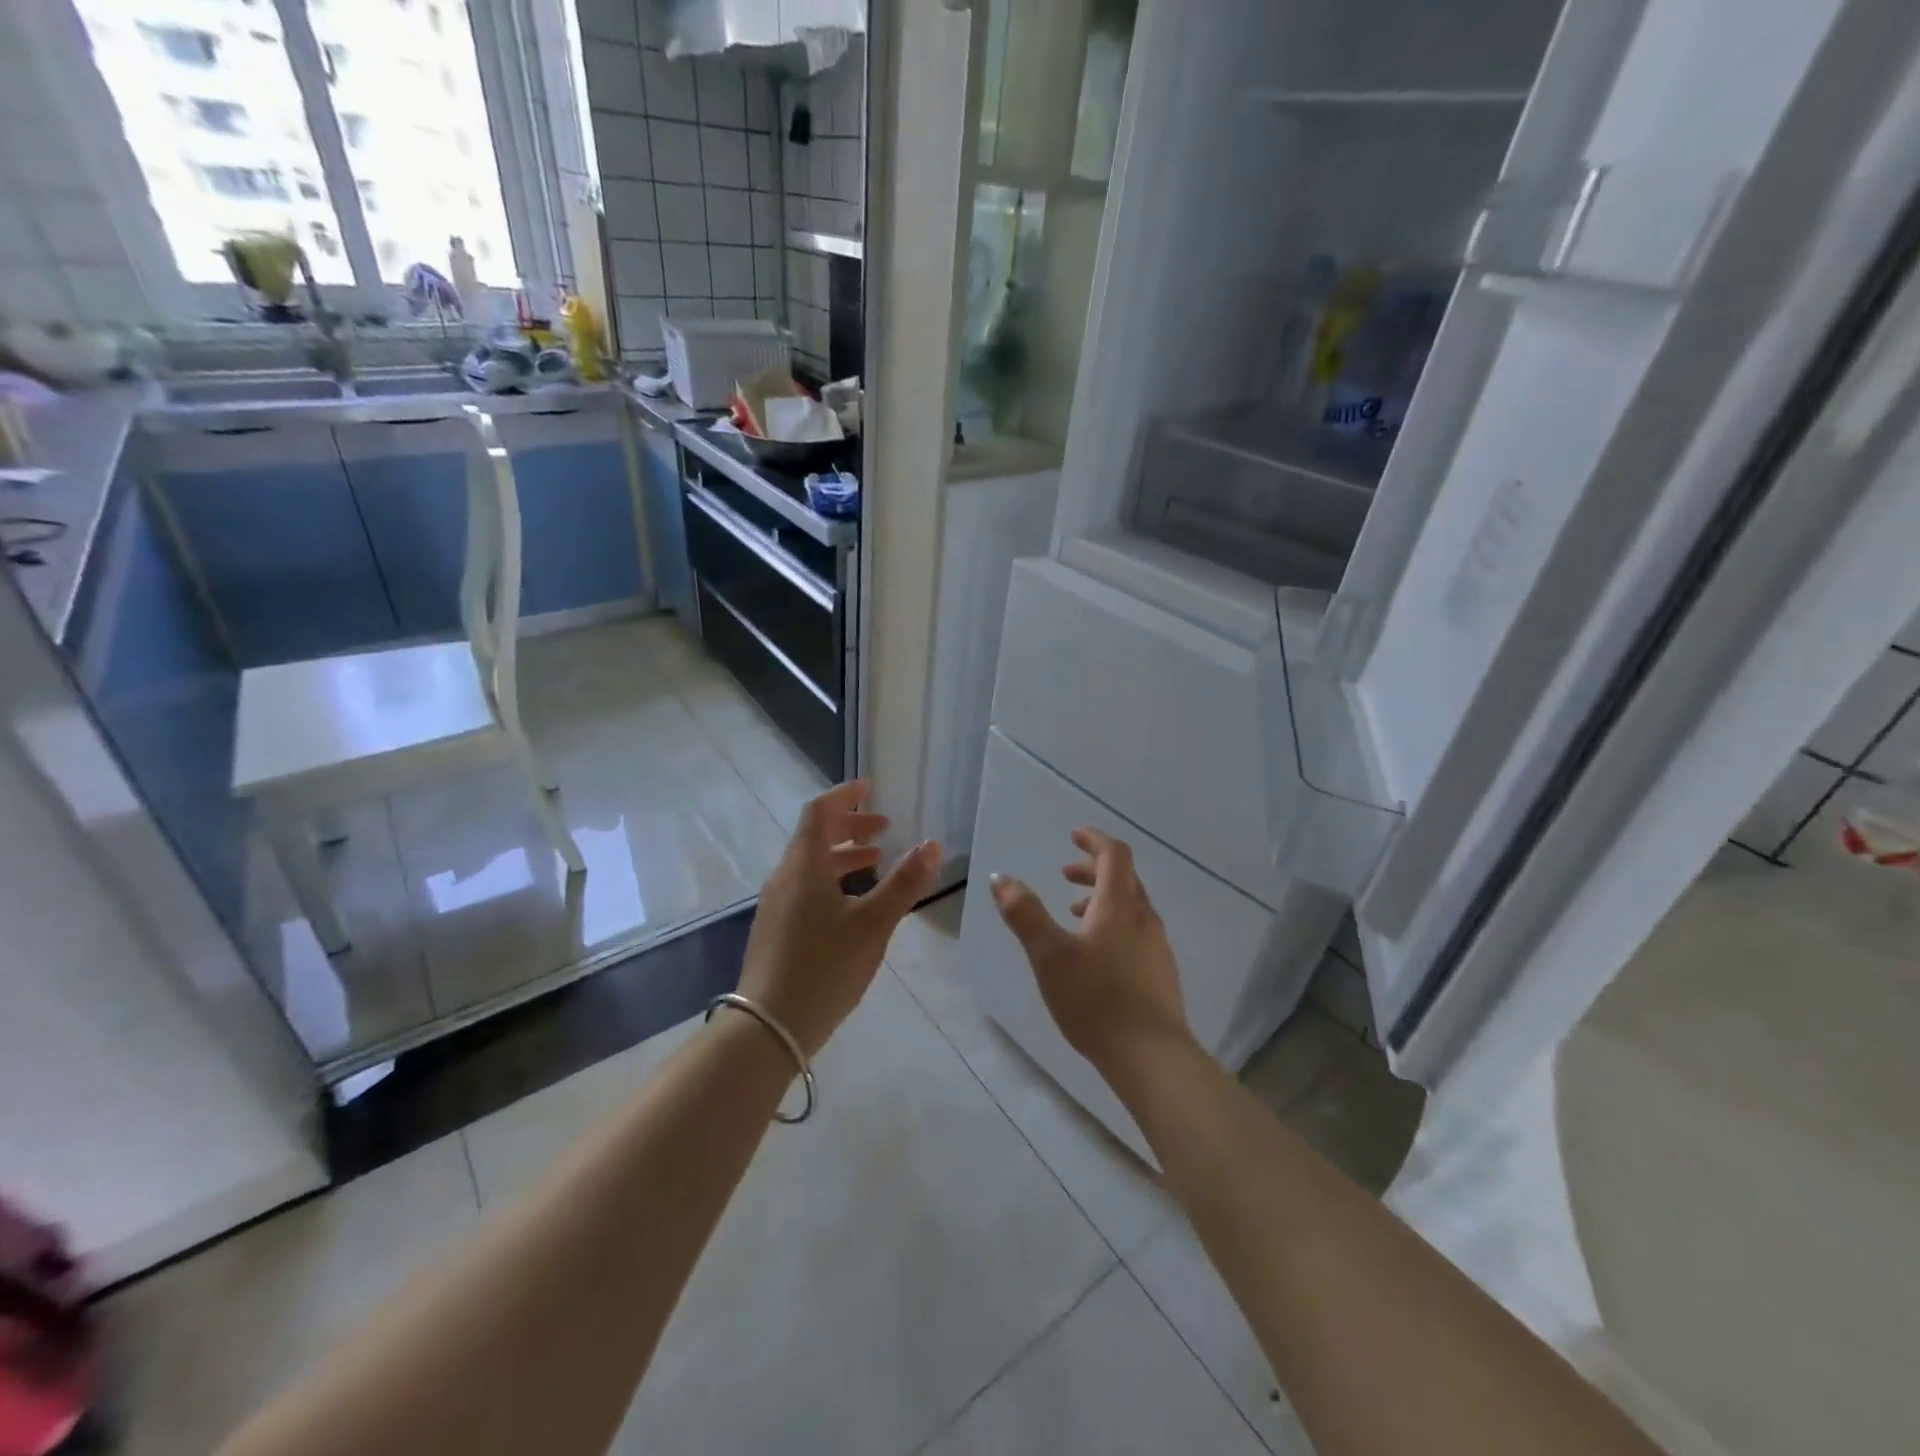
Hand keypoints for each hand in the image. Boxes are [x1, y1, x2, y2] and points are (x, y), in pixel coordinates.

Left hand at [736, 780, 939, 1058]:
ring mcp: (777, 905)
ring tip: (877, 861)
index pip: (819, 812)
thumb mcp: (873, 924)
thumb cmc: (824, 967)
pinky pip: (806, 887)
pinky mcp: (777, 929)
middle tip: (884, 827)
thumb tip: (934, 844)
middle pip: (814, 836)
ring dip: (843, 855)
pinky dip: (833, 879)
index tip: (870, 787)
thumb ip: (904, 883)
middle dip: (849, 825)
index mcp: (804, 866)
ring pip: (811, 864)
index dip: (844, 795)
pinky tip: (854, 903)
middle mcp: (785, 877)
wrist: (768, 1028)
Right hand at [989, 828, 1194, 1077]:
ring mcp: (1157, 947)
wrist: (1151, 1057)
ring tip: (1073, 915)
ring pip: (1131, 907)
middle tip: (1065, 874)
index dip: (1094, 840)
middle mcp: (1144, 919)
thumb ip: (1024, 913)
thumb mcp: (1048, 955)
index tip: (1073, 835)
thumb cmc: (1095, 999)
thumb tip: (1000, 877)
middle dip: (1093, 869)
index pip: (1114, 855)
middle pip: (1124, 878)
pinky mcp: (1161, 974)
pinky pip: (1136, 932)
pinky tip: (1095, 956)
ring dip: (1102, 899)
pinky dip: (1113, 925)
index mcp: (1119, 906)